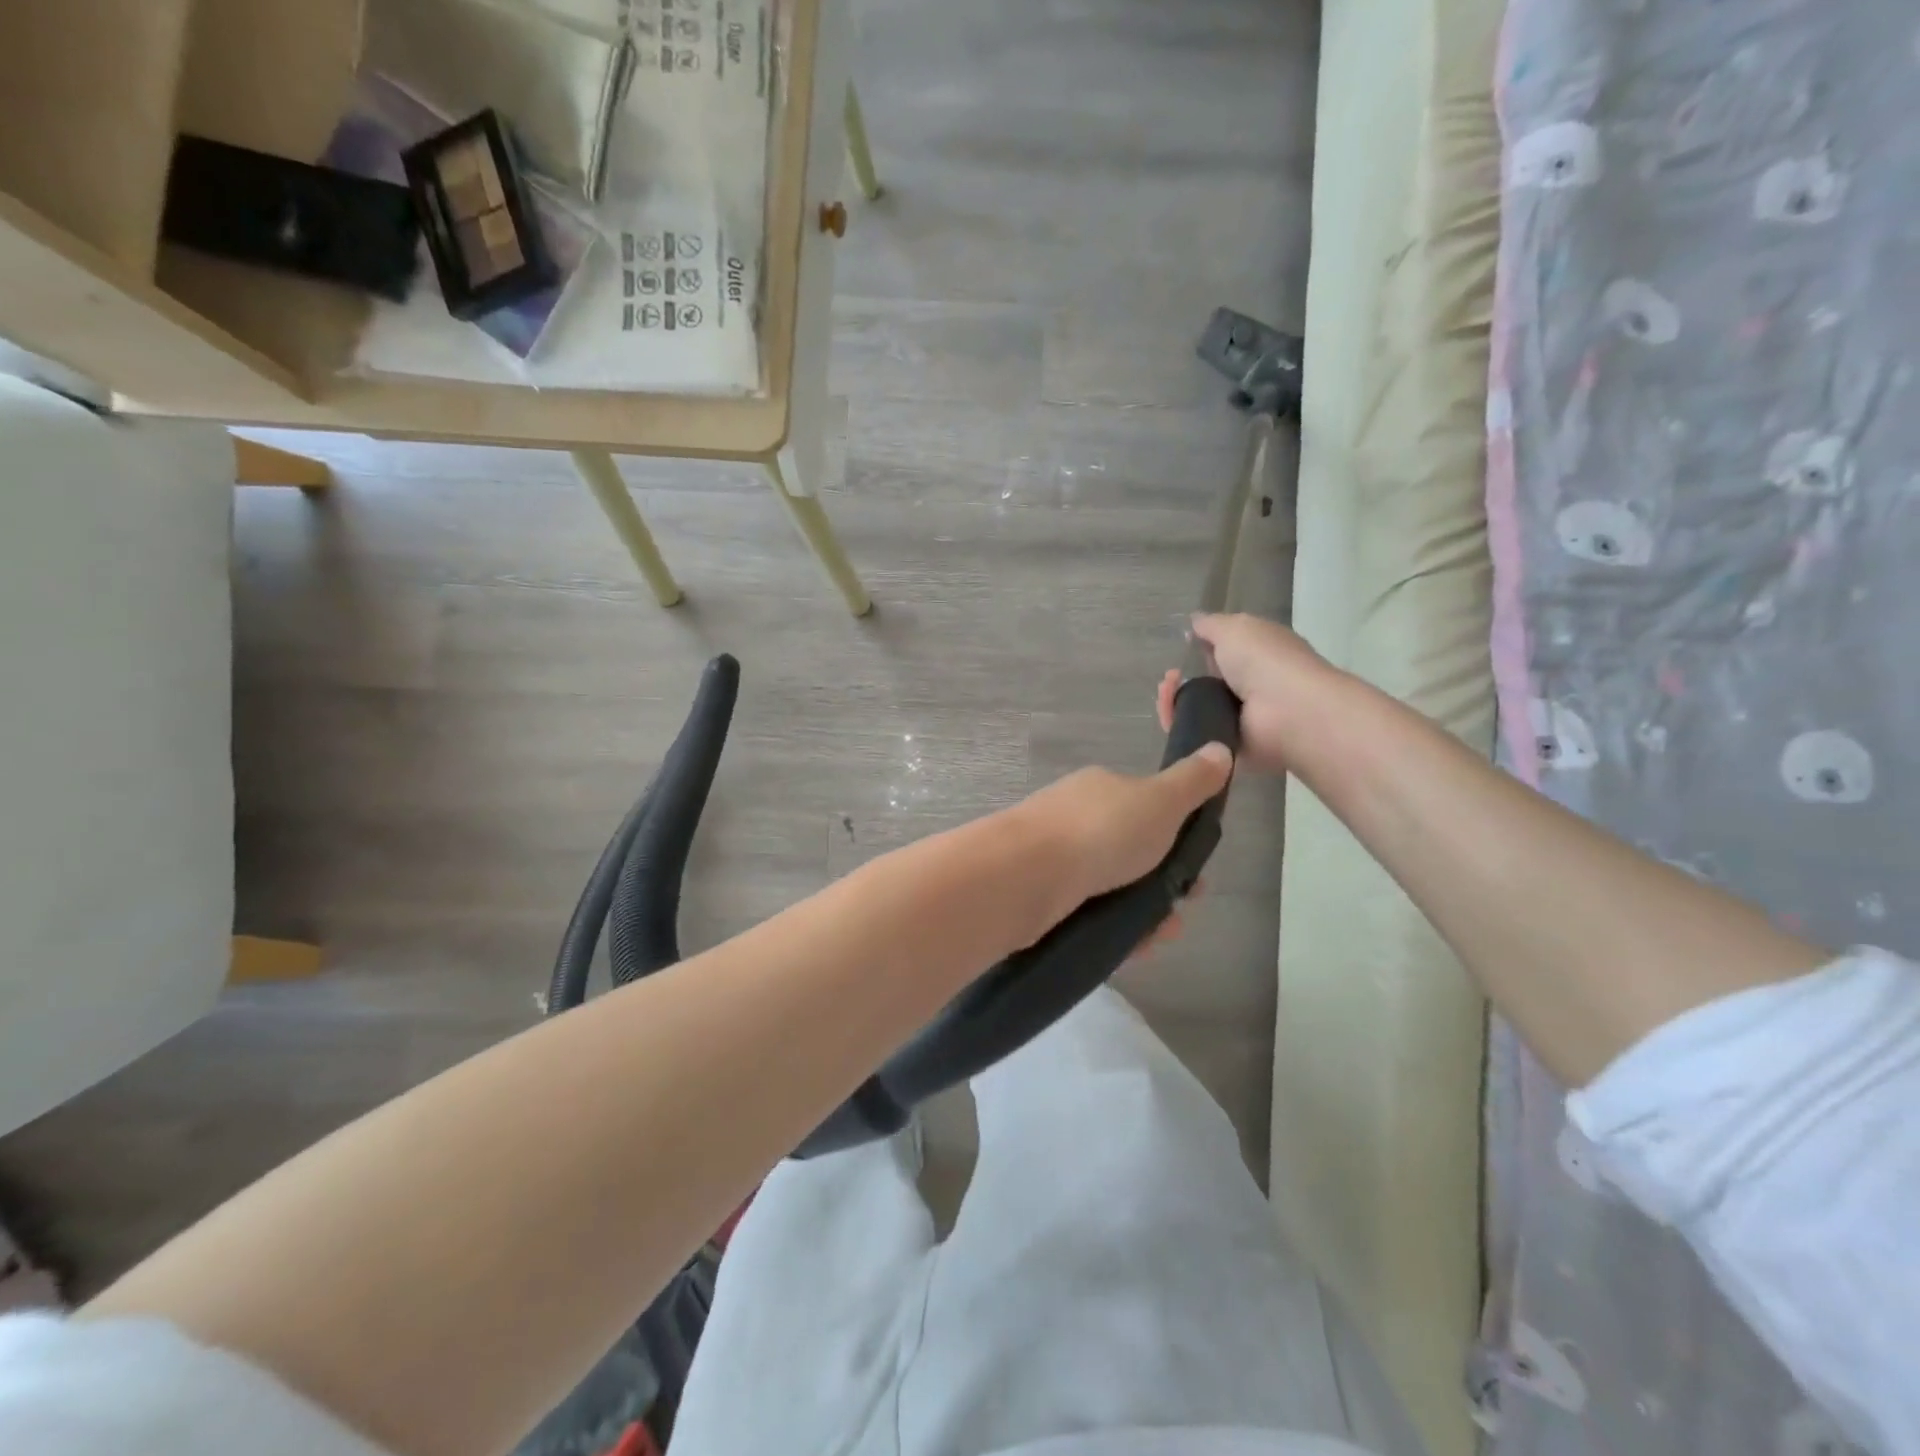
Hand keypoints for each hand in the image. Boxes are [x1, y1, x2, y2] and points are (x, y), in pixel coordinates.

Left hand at [1008, 744, 1232, 941]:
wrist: (1025, 876)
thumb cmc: (1101, 832)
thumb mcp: (1159, 801)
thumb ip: (1191, 781)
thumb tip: (1219, 748)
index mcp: (1099, 789)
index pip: (1146, 809)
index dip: (1177, 838)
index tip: (1198, 870)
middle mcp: (1073, 817)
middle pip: (1128, 851)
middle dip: (1162, 882)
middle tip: (1181, 909)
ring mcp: (1053, 857)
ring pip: (1109, 886)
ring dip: (1142, 912)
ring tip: (1159, 935)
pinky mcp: (1039, 895)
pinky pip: (1086, 912)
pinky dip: (1112, 928)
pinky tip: (1130, 947)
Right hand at [1156, 613, 1335, 771]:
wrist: (1287, 713)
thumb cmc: (1265, 661)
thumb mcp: (1235, 628)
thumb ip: (1211, 625)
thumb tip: (1194, 621)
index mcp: (1257, 655)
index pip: (1223, 652)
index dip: (1200, 649)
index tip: (1182, 648)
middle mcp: (1249, 687)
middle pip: (1203, 684)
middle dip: (1179, 679)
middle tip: (1169, 677)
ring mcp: (1238, 719)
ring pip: (1193, 710)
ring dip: (1173, 700)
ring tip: (1166, 693)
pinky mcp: (1226, 745)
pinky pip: (1193, 735)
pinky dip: (1176, 725)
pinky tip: (1169, 712)